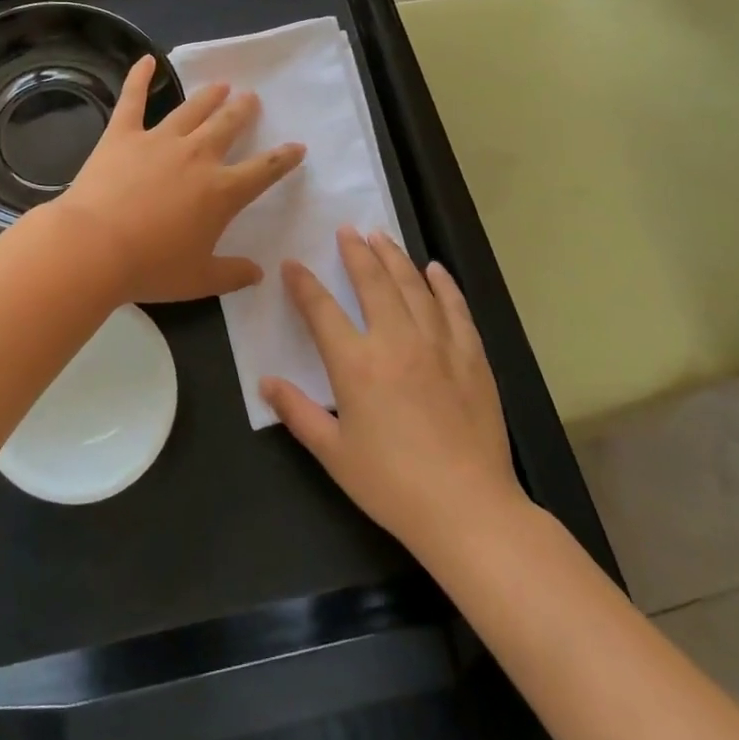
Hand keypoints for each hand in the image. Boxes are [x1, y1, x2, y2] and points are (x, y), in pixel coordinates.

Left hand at [48, 55, 305, 303]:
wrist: (94, 248)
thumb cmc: (150, 268)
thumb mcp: (199, 280)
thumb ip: (232, 274)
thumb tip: (258, 273)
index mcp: (221, 192)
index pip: (263, 170)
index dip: (283, 158)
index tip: (296, 147)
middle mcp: (197, 156)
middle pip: (228, 125)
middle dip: (243, 111)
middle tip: (250, 99)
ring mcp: (159, 140)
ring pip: (192, 110)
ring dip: (209, 95)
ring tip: (221, 84)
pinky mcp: (122, 135)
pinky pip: (133, 99)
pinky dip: (139, 77)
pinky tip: (146, 60)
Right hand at [259, 228, 528, 560]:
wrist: (467, 509)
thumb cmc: (391, 484)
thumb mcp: (333, 453)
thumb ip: (297, 412)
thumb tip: (265, 382)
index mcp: (356, 364)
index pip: (322, 309)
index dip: (303, 283)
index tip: (293, 263)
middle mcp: (396, 342)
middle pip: (373, 282)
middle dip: (356, 252)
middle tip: (347, 230)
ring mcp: (439, 346)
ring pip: (414, 287)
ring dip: (395, 258)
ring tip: (381, 237)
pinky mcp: (472, 358)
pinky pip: (456, 309)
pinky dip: (444, 285)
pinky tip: (435, 270)